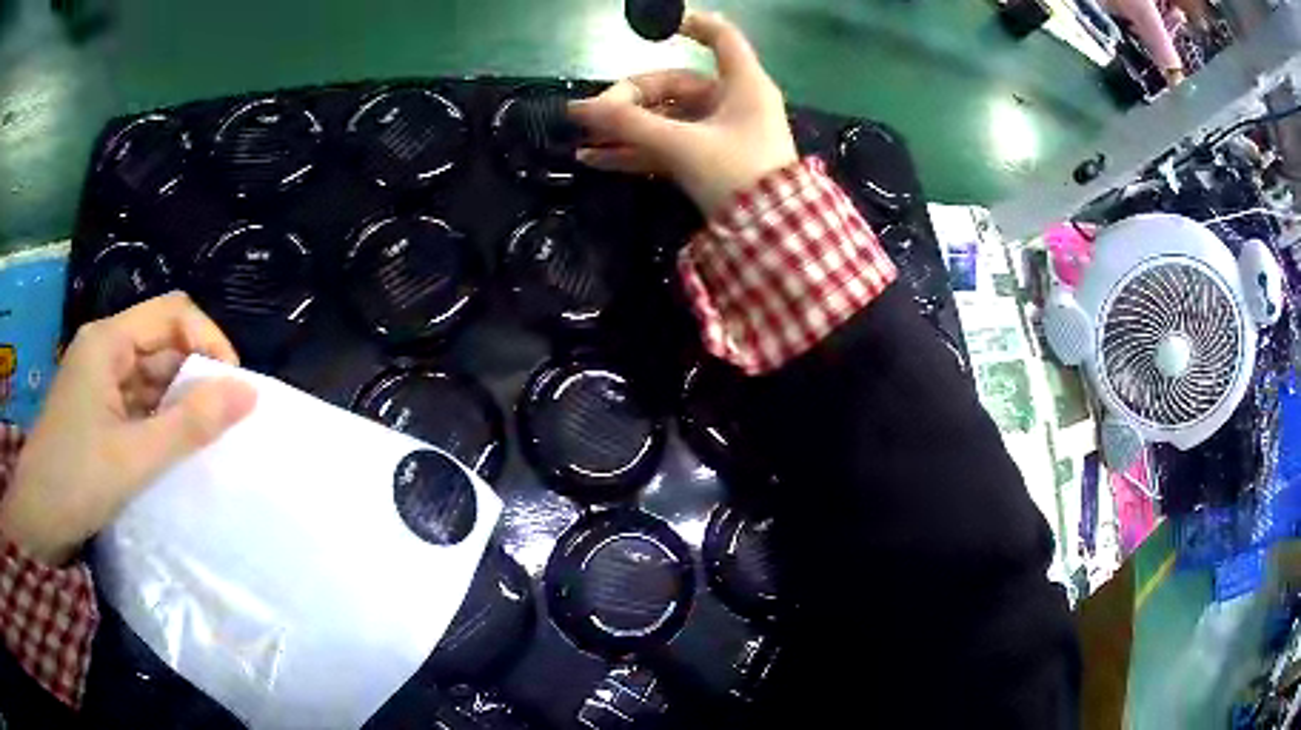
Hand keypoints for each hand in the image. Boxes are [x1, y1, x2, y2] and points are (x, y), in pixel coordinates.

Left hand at [0, 293, 256, 564]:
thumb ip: (190, 425)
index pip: (172, 314)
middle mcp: (103, 348)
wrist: (36, 518)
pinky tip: (168, 451)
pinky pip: (136, 401)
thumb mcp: (134, 458)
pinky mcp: (95, 408)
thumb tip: (249, 393)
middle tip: (219, 425)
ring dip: (175, 403)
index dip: (209, 341)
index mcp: (108, 341)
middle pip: (161, 342)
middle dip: (194, 376)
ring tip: (197, 443)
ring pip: (149, 374)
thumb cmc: (75, 481)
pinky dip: (157, 421)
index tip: (233, 388)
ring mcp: (97, 379)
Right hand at [569, 11, 797, 215]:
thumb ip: (630, 124)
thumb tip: (579, 108)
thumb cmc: (737, 175)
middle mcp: (733, 102)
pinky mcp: (710, 161)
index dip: (694, 24)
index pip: (722, 38)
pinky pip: (668, 146)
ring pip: (667, 118)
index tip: (659, 26)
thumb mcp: (681, 145)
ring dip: (627, 127)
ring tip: (584, 138)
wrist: (770, 237)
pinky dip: (637, 150)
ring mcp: (721, 133)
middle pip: (675, 84)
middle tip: (593, 115)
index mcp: (742, 85)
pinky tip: (597, 158)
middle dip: (630, 98)